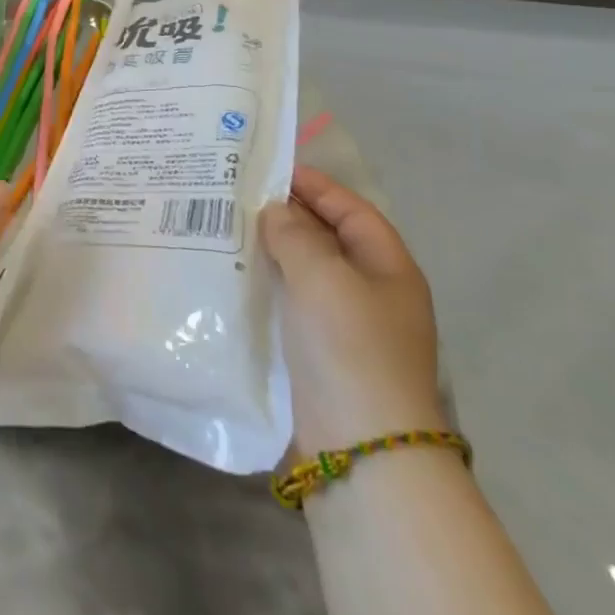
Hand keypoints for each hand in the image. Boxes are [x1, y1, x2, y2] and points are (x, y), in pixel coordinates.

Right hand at [259, 166, 444, 456]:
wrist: (360, 445)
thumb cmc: (350, 347)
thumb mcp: (324, 277)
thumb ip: (295, 235)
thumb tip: (274, 211)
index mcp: (388, 268)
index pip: (352, 211)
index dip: (315, 186)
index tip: (270, 169)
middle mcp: (371, 291)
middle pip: (328, 238)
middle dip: (287, 215)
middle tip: (237, 195)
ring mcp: (345, 324)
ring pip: (305, 270)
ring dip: (271, 249)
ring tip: (226, 227)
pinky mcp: (318, 351)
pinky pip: (290, 300)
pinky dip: (266, 282)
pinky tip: (234, 274)